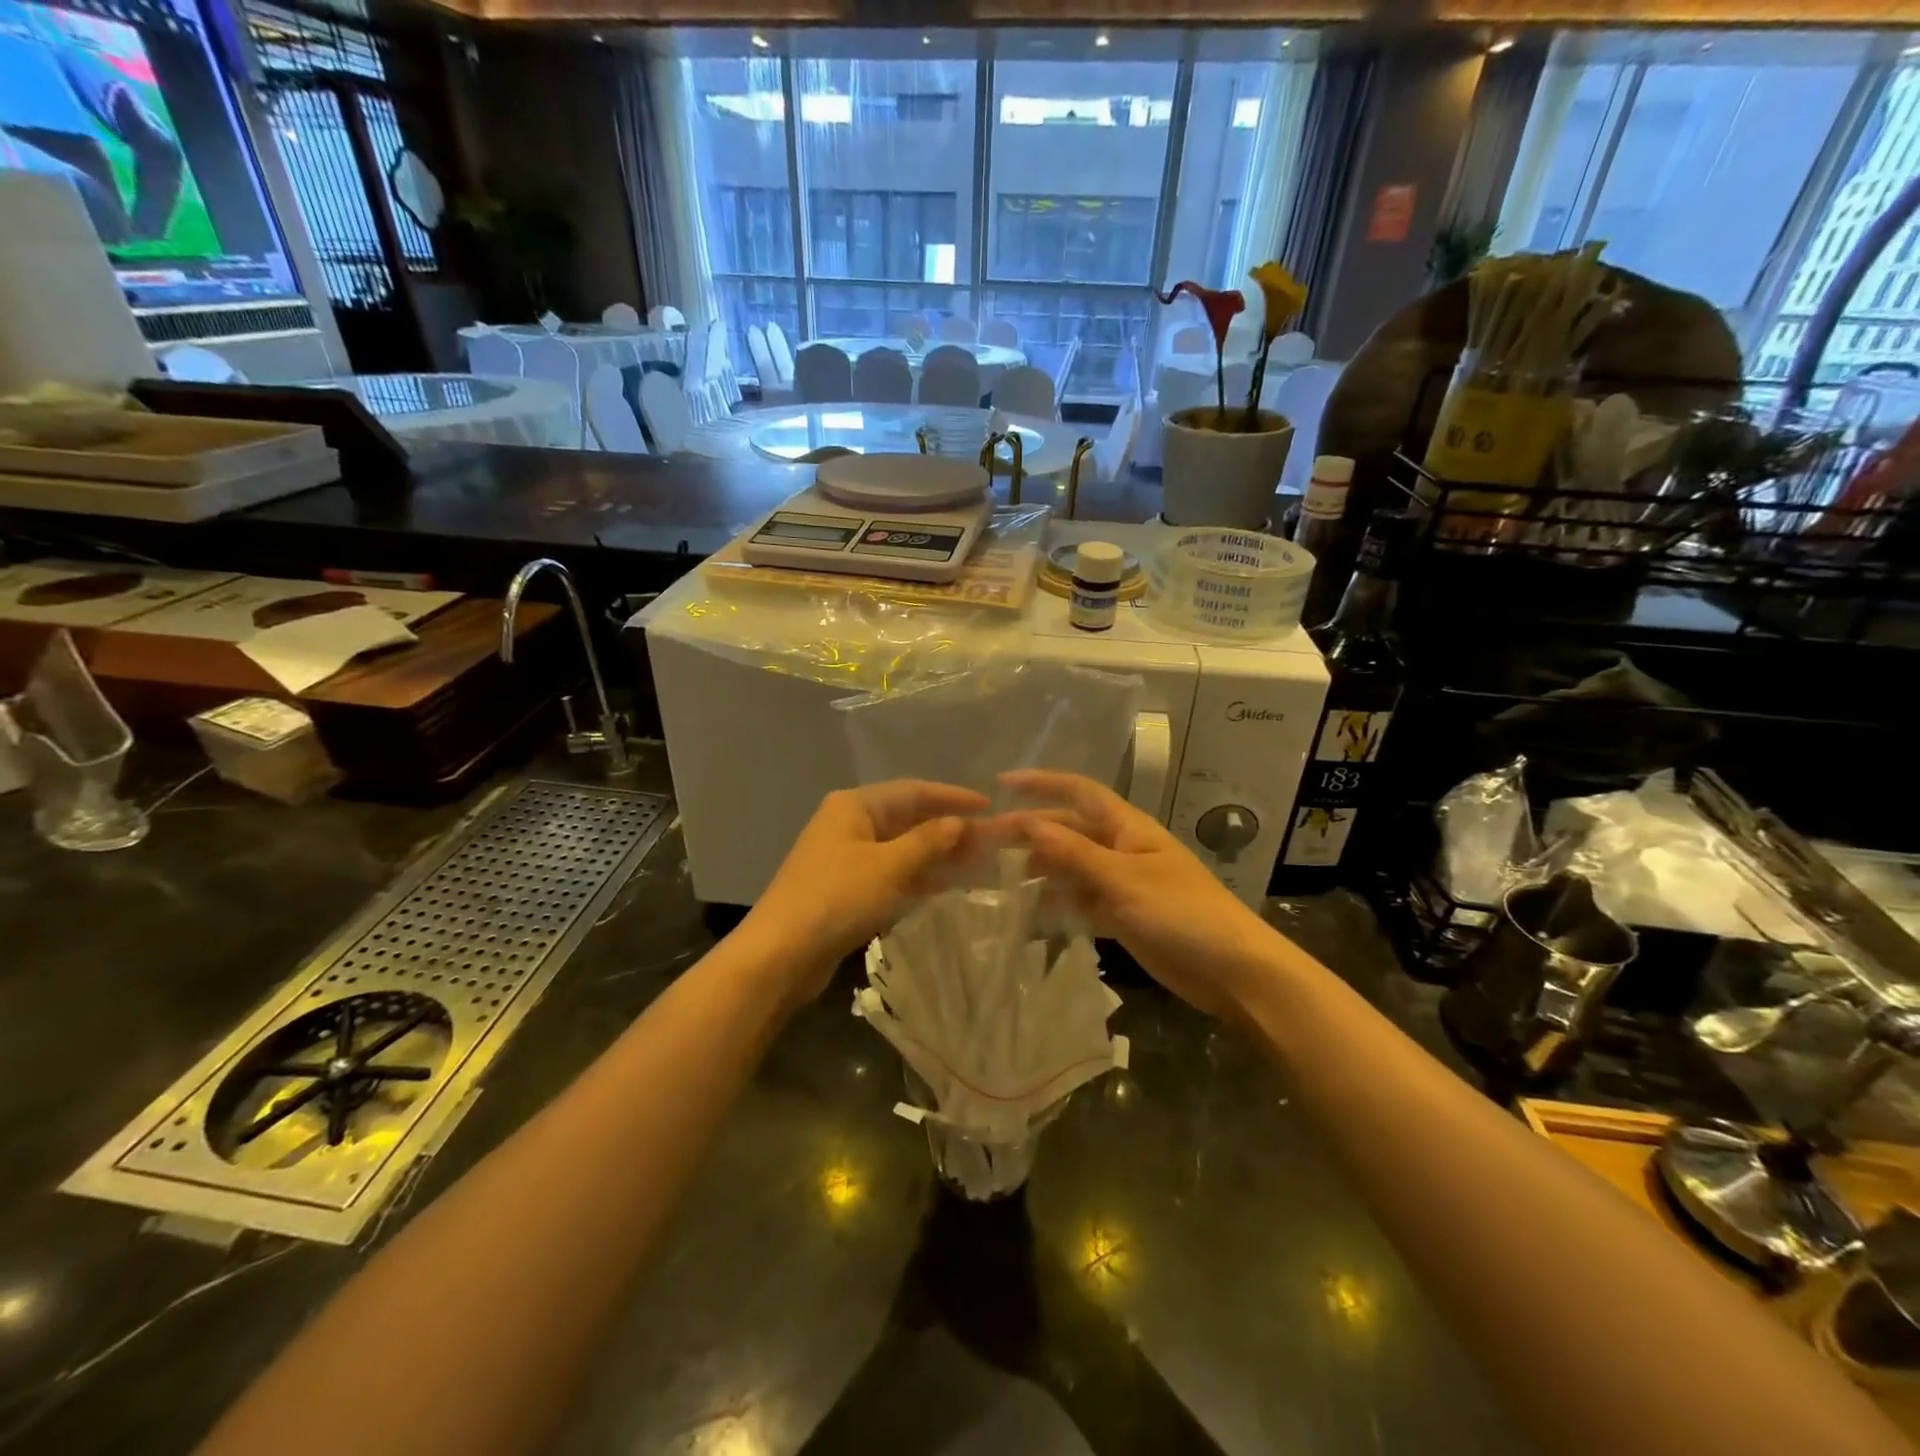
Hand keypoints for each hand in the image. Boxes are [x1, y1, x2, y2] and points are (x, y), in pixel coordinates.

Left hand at [745, 780, 987, 999]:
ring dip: (935, 855)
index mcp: (854, 805)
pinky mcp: (844, 889)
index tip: (988, 806)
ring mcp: (844, 857)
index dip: (952, 797)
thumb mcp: (889, 866)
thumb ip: (928, 841)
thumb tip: (958, 822)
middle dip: (946, 829)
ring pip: (900, 848)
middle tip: (988, 841)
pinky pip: (889, 873)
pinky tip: (944, 888)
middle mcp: (848, 824)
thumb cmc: (837, 899)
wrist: (780, 955)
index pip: (913, 790)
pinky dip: (916, 877)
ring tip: (975, 864)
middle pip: (906, 818)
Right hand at [1000, 770, 1278, 1017]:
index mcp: (1128, 828)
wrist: (1234, 972)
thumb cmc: (1183, 913)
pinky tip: (1028, 914)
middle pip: (1069, 831)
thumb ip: (1075, 853)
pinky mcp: (1122, 917)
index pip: (1080, 792)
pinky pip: (1080, 902)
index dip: (1042, 783)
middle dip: (1030, 832)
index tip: (1001, 782)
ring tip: (997, 879)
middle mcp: (1121, 849)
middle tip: (985, 843)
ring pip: (1071, 868)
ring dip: (1039, 870)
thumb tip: (1029, 823)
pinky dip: (1057, 905)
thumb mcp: (1124, 880)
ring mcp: (1122, 884)